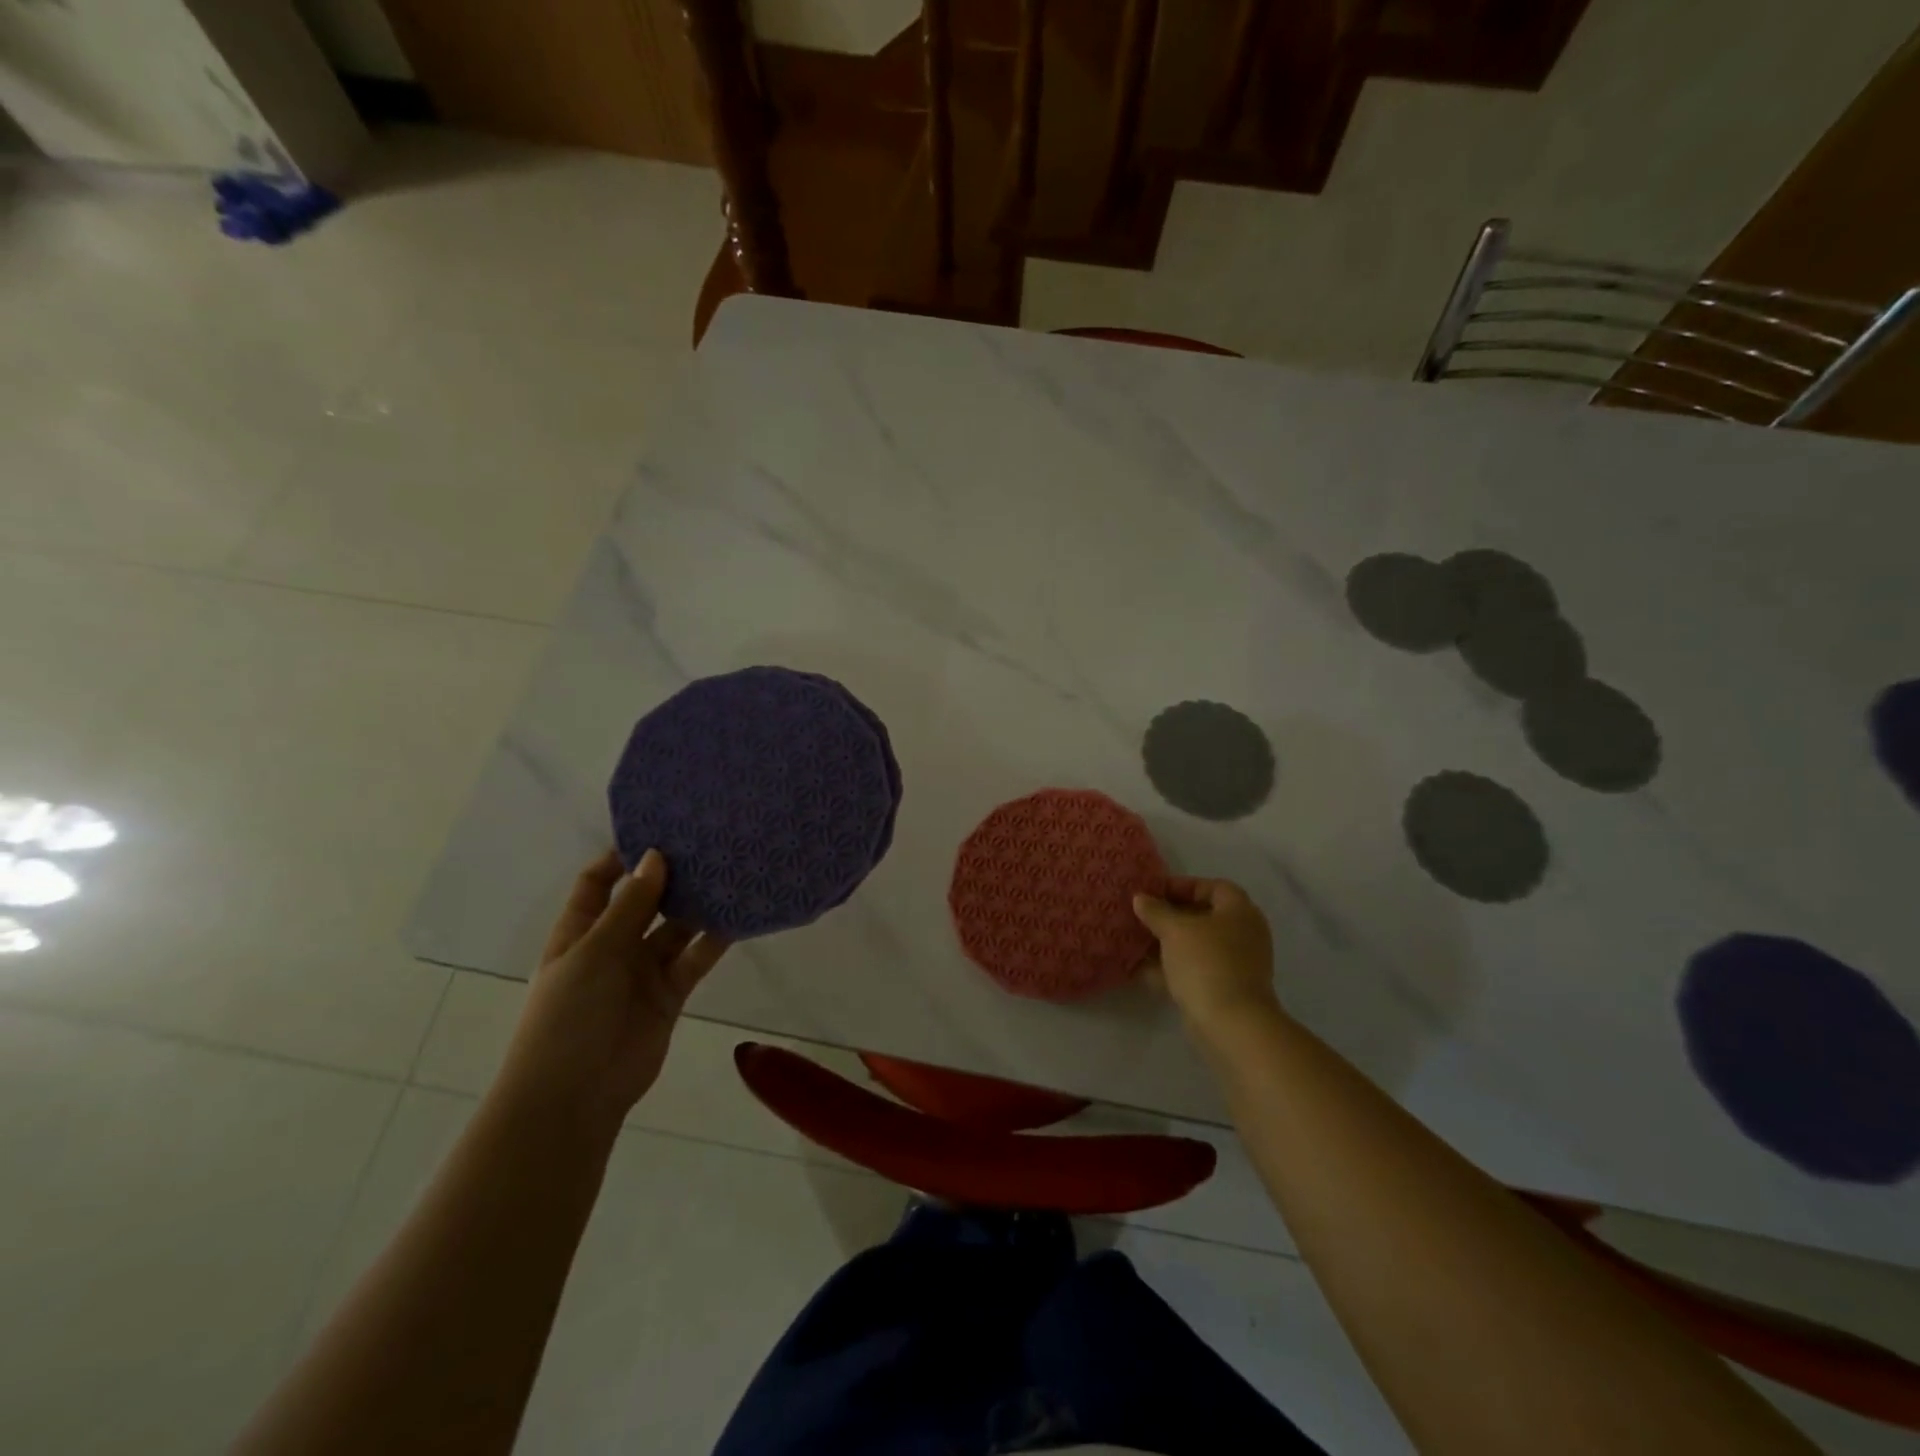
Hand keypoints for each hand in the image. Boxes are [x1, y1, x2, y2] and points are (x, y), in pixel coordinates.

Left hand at [495, 849, 729, 1139]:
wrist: (575, 1096)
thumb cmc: (568, 1016)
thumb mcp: (593, 952)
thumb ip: (629, 906)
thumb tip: (655, 857)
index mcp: (580, 931)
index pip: (598, 882)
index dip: (622, 857)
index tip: (659, 830)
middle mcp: (612, 945)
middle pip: (643, 901)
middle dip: (669, 876)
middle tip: (706, 843)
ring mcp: (643, 970)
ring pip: (675, 928)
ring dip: (697, 904)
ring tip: (730, 870)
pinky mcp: (671, 993)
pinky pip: (696, 957)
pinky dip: (716, 939)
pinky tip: (739, 914)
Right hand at [1133, 877, 1282, 1037]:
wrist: (1231, 1023)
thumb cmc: (1206, 962)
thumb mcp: (1174, 930)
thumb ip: (1155, 911)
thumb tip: (1140, 898)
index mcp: (1239, 911)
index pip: (1213, 886)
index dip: (1182, 886)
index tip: (1154, 893)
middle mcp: (1243, 934)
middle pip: (1204, 916)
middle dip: (1172, 916)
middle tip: (1143, 916)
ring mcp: (1237, 964)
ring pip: (1197, 945)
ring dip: (1169, 943)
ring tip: (1138, 941)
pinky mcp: (1226, 989)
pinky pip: (1196, 969)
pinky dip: (1173, 967)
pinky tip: (1143, 970)